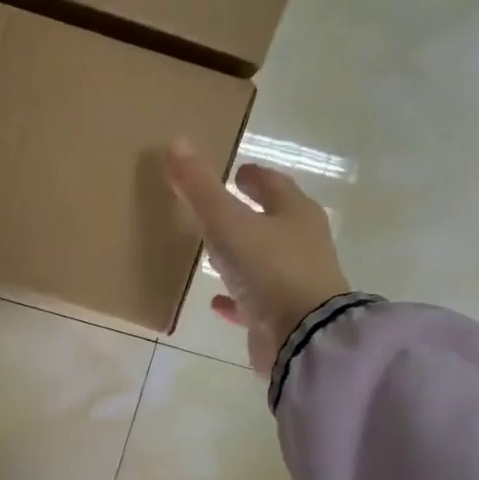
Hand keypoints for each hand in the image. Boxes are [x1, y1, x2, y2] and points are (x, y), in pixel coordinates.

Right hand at [165, 139, 351, 375]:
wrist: (302, 336)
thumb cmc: (269, 268)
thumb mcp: (228, 223)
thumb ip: (200, 188)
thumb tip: (176, 143)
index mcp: (296, 214)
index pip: (274, 185)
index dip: (254, 176)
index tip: (236, 172)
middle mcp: (301, 244)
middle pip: (273, 221)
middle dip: (249, 213)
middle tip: (221, 207)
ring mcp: (295, 282)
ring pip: (264, 261)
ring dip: (242, 255)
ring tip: (214, 252)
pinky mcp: (282, 315)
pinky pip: (254, 301)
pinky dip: (235, 297)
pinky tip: (215, 301)